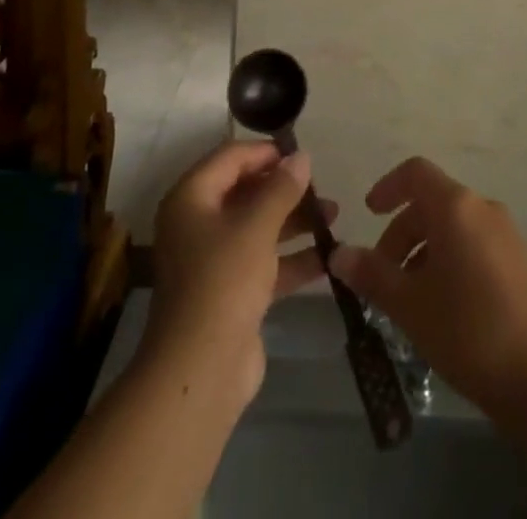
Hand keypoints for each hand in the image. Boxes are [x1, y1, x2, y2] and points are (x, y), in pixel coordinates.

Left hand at [145, 141, 334, 403]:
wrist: (200, 372)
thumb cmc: (223, 282)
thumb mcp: (256, 226)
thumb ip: (281, 188)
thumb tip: (301, 156)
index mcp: (192, 199)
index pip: (230, 158)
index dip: (266, 152)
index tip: (302, 156)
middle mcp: (198, 224)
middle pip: (246, 192)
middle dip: (285, 189)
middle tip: (322, 188)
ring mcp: (213, 261)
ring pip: (258, 227)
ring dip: (294, 221)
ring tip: (334, 217)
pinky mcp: (231, 293)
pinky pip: (264, 263)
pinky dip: (292, 258)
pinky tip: (328, 257)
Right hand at [331, 158, 526, 416]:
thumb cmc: (468, 330)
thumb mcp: (410, 305)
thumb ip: (372, 274)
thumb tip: (338, 254)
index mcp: (456, 207)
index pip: (415, 173)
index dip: (388, 187)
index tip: (367, 213)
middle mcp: (483, 208)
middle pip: (433, 203)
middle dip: (401, 233)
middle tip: (382, 278)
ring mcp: (507, 234)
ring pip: (453, 227)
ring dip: (424, 251)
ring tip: (409, 300)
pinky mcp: (520, 261)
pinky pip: (475, 245)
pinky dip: (450, 261)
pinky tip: (443, 308)